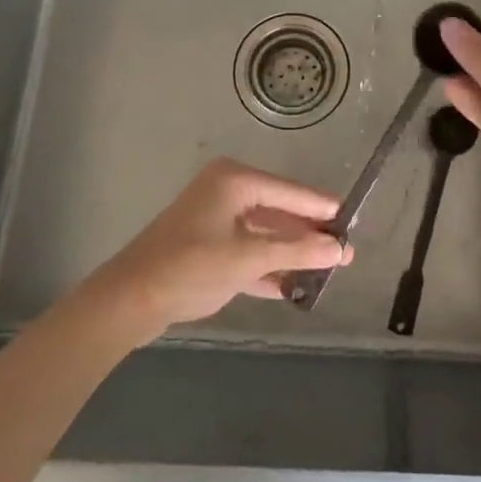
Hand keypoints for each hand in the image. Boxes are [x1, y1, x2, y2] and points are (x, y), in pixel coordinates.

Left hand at [90, 159, 352, 335]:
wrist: (128, 300)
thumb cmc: (191, 267)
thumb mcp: (249, 258)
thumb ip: (297, 251)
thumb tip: (340, 249)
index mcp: (235, 180)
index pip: (290, 191)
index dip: (320, 207)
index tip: (352, 218)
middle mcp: (226, 191)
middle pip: (278, 211)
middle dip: (307, 234)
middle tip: (343, 251)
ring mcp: (214, 218)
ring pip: (263, 233)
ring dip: (289, 253)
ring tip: (326, 270)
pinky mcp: (205, 246)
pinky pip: (246, 250)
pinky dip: (266, 266)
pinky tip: (291, 287)